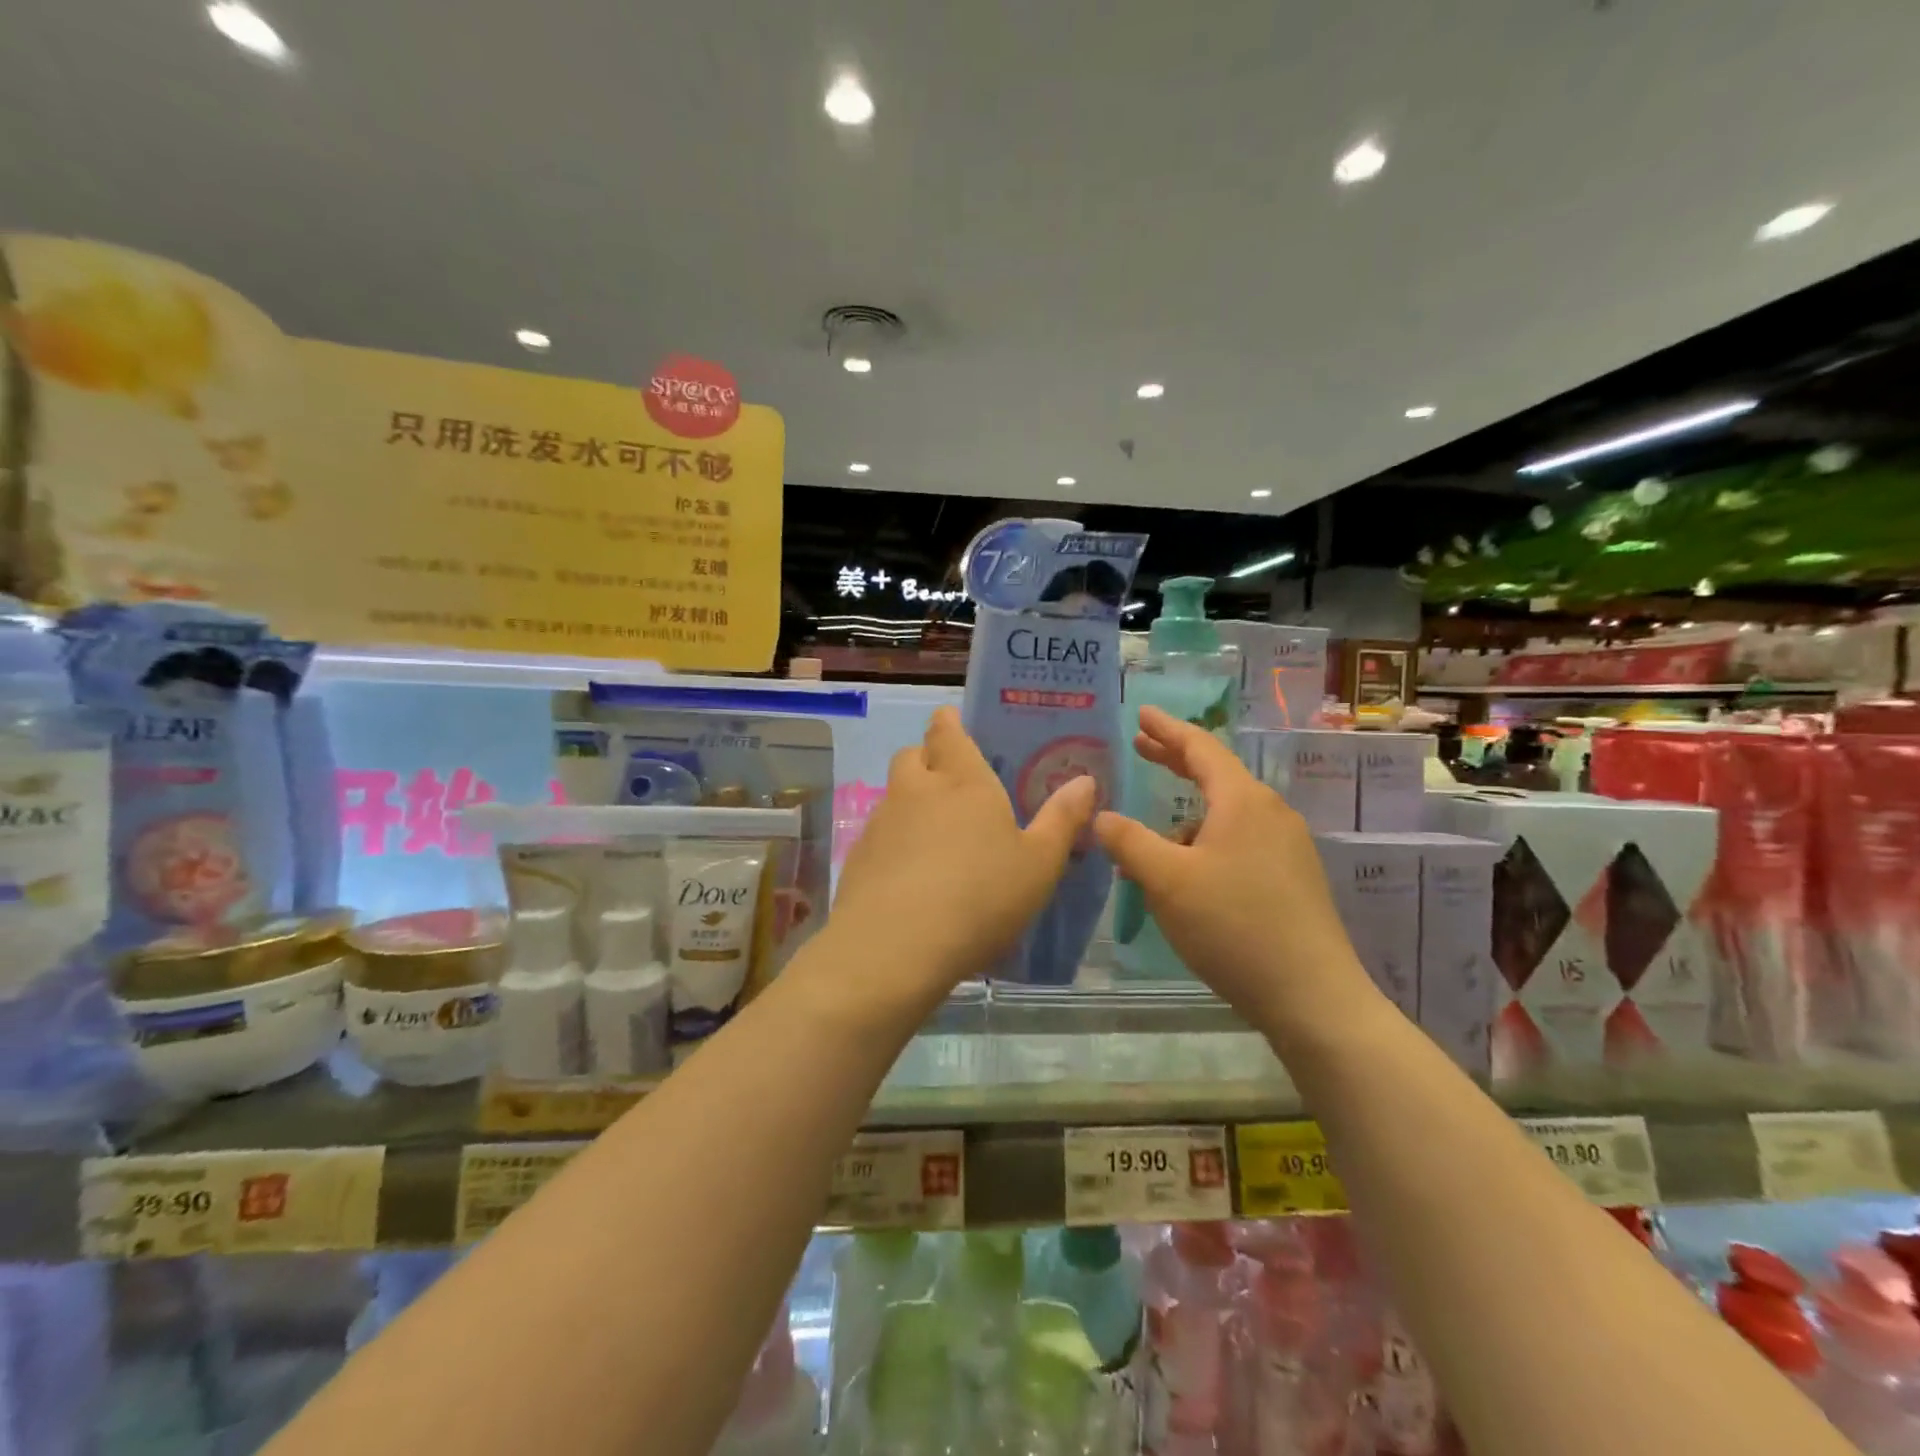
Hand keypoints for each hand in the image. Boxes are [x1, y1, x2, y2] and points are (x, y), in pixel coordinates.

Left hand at [830, 706, 1096, 1000]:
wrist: (895, 947)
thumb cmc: (980, 897)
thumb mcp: (1039, 864)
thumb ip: (1061, 819)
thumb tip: (1085, 780)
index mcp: (962, 780)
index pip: (946, 731)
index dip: (948, 723)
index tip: (953, 723)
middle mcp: (915, 790)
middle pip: (912, 756)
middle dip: (928, 759)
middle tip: (952, 782)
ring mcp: (881, 822)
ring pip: (894, 795)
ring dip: (911, 802)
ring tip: (936, 837)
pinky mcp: (859, 857)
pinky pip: (879, 834)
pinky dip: (894, 841)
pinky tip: (911, 876)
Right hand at [1094, 705, 1379, 1035]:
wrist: (1312, 996)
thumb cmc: (1233, 926)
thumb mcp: (1166, 881)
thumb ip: (1129, 841)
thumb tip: (1101, 815)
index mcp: (1242, 801)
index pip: (1199, 748)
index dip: (1166, 729)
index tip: (1141, 713)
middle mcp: (1270, 813)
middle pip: (1216, 774)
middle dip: (1175, 760)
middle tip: (1141, 748)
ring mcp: (1287, 846)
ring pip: (1226, 815)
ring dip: (1185, 818)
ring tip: (1150, 845)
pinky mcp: (1292, 878)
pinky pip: (1240, 842)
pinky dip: (1206, 843)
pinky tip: (1186, 876)